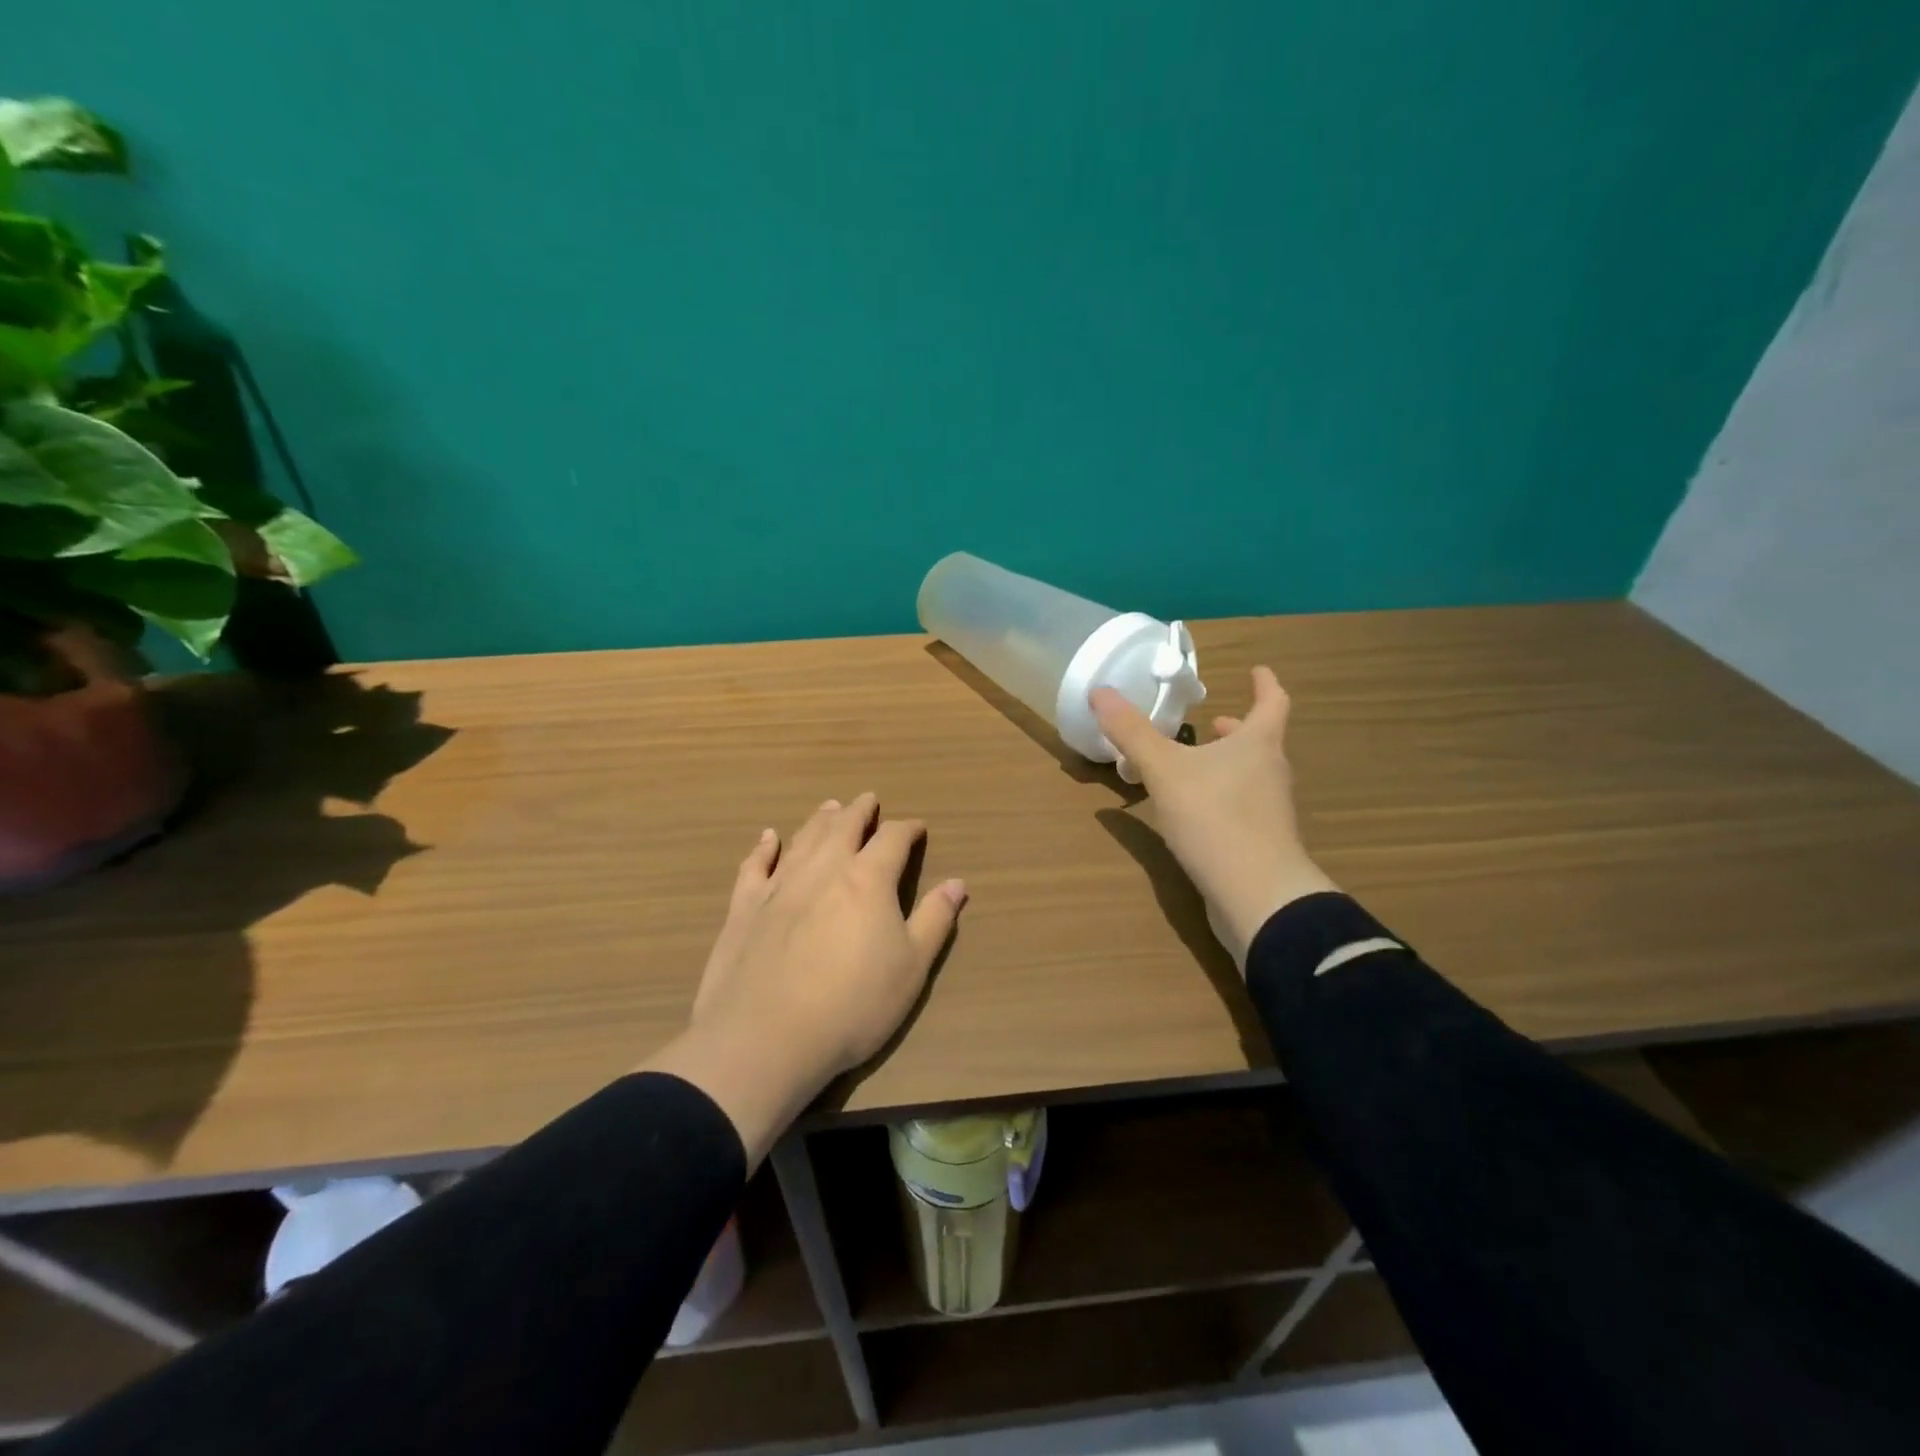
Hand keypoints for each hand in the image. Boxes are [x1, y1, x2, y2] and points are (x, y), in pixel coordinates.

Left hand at [643, 794, 966, 1162]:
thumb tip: (957, 883)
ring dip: (820, 820)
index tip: (917, 828)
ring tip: (829, 808)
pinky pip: (755, 866)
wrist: (766, 1037)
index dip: (908, 829)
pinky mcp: (744, 908)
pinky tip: (768, 838)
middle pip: (844, 827)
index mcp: (868, 879)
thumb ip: (935, 920)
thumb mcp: (912, 968)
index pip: (893, 839)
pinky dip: (764, 848)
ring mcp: (779, 886)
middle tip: (868, 800)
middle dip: (860, 811)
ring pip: (803, 839)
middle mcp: (824, 869)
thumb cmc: (853, 1005)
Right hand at [1092, 667, 1336, 968]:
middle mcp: (1271, 772)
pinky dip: (1221, 797)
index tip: (1257, 670)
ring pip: (1250, 775)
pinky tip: (1193, 812)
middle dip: (1236, 729)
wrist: (1257, 895)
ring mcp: (1270, 811)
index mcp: (1258, 744)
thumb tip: (1100, 691)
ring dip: (1227, 763)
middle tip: (1210, 722)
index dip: (1265, 683)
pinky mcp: (1262, 843)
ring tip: (1194, 764)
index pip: (1273, 702)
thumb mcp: (1164, 770)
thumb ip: (1132, 732)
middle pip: (1259, 740)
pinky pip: (1241, 807)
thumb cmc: (1215, 817)